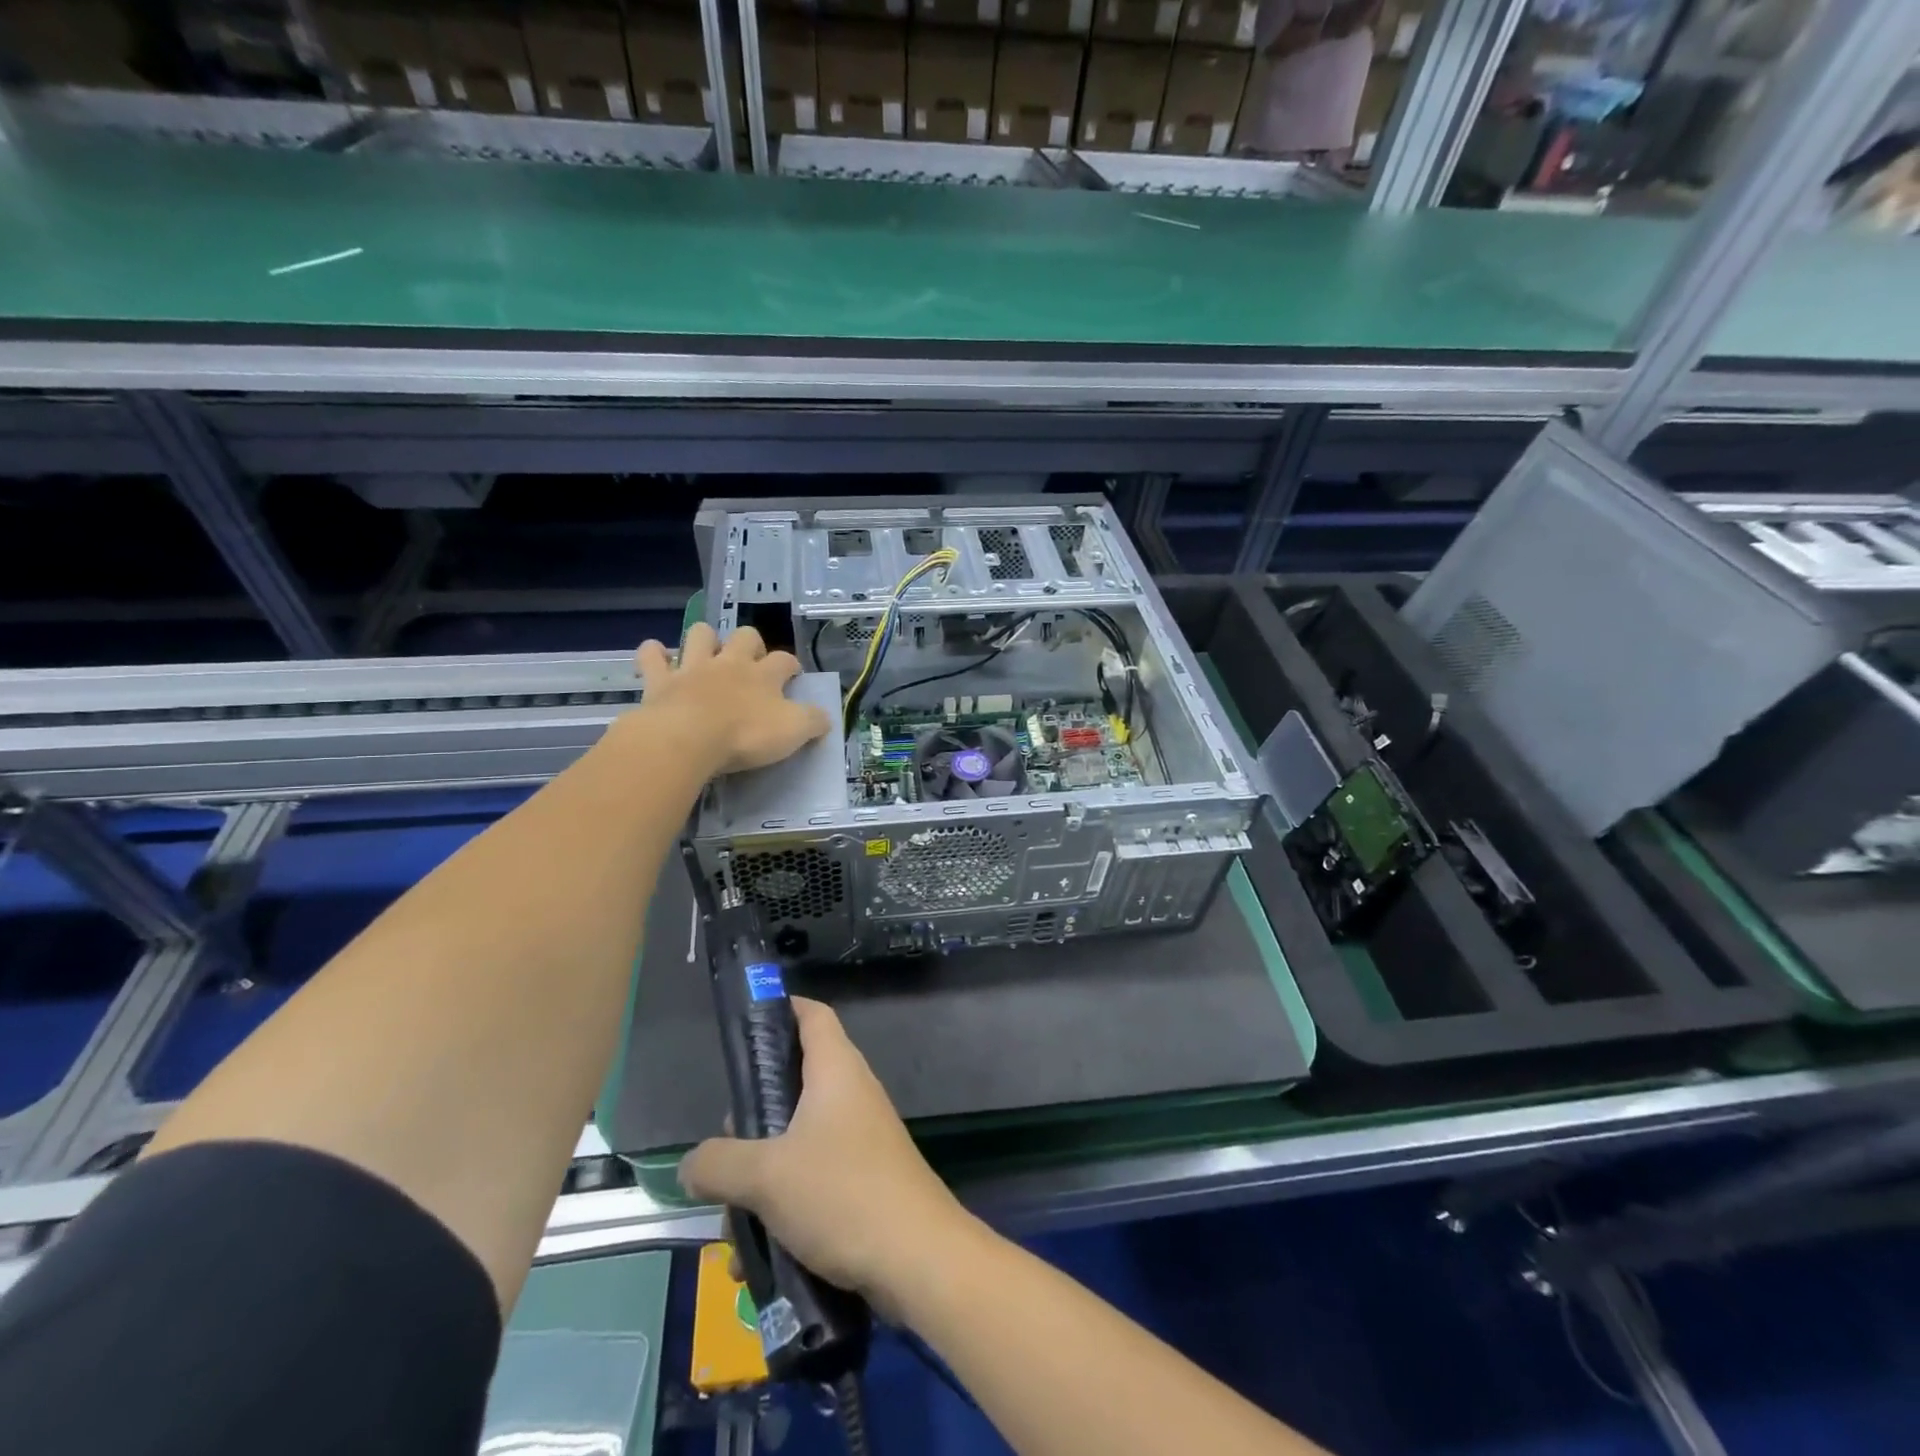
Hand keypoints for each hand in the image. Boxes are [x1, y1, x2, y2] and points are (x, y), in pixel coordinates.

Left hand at [634, 624, 830, 777]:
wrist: (688, 739)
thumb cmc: (746, 735)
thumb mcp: (793, 732)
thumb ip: (813, 722)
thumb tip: (825, 717)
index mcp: (764, 675)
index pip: (786, 660)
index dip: (792, 666)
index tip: (794, 676)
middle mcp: (730, 663)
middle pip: (745, 636)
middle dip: (750, 643)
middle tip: (751, 663)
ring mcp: (693, 668)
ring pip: (700, 634)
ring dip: (704, 639)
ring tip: (706, 653)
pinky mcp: (660, 681)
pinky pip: (652, 657)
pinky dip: (654, 654)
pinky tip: (656, 657)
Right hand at [678, 998, 971, 1310]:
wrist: (917, 1258)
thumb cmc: (842, 1193)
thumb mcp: (766, 1177)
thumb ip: (718, 1164)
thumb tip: (689, 1165)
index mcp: (835, 1069)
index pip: (811, 1014)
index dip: (780, 1009)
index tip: (744, 1027)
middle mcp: (850, 1094)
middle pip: (792, 1085)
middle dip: (751, 1123)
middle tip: (723, 1154)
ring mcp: (860, 1138)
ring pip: (795, 1143)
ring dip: (760, 1182)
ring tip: (733, 1228)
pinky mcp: (863, 1180)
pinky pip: (812, 1181)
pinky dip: (783, 1210)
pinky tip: (756, 1261)